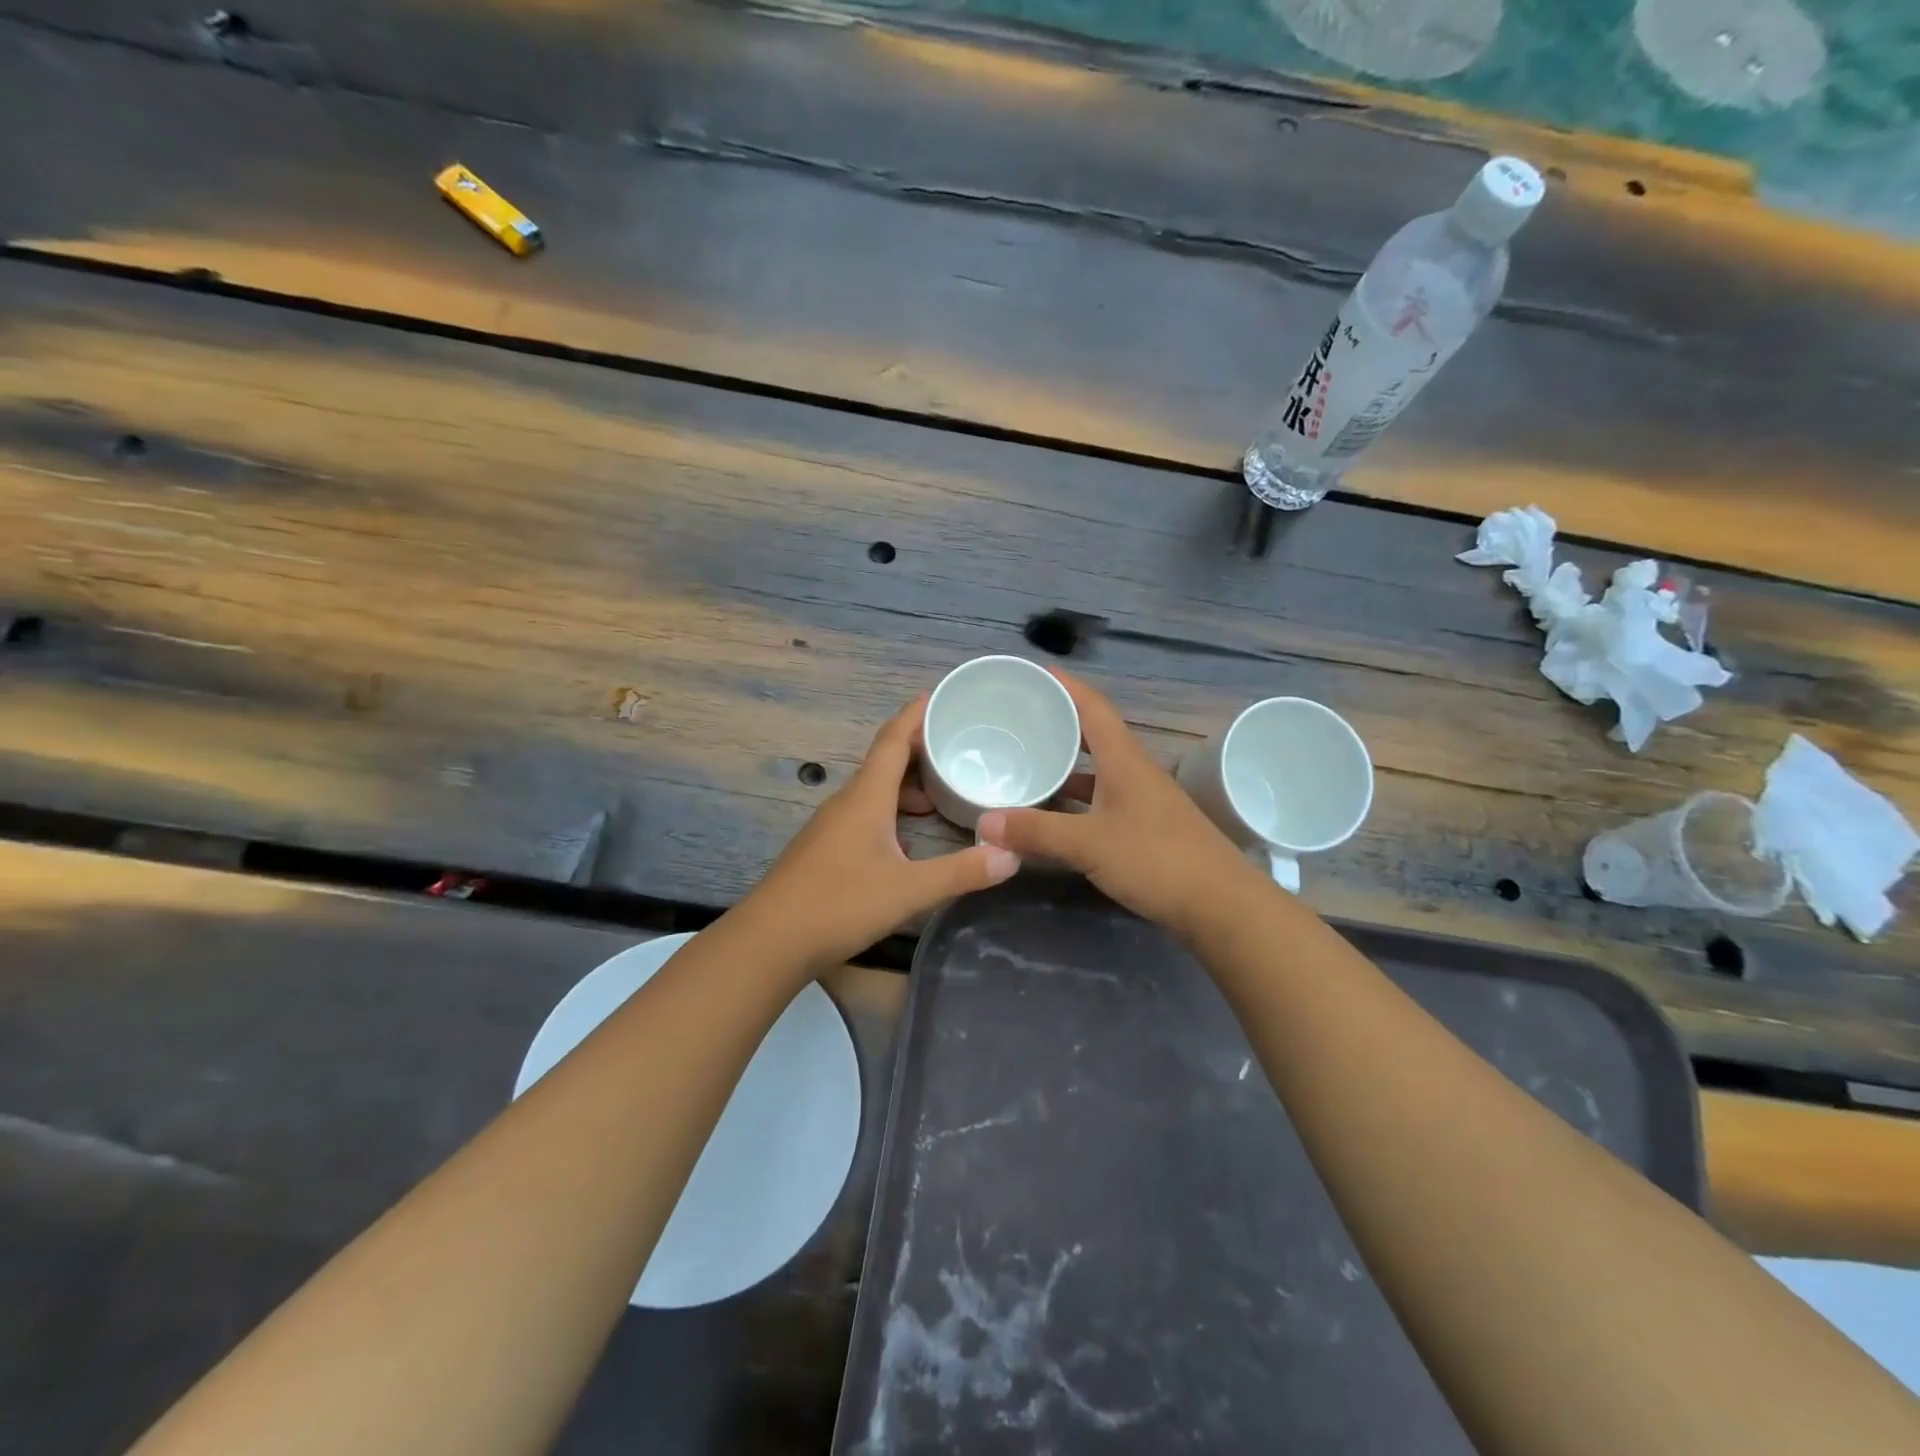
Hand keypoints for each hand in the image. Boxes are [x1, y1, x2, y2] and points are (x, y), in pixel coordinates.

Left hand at [736, 696, 1020, 971]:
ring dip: (910, 786)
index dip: (918, 713)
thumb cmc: (838, 905)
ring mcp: (833, 826)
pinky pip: (867, 814)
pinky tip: (913, 839)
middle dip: (923, 750)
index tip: (945, 695)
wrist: (769, 941)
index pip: (894, 739)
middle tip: (963, 748)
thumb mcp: (908, 890)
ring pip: (877, 791)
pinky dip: (895, 812)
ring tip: (946, 795)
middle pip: (887, 761)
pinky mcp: (827, 849)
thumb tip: (1012, 855)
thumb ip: (961, 872)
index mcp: (866, 796)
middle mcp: (848, 802)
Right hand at [976, 670, 1260, 938]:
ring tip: (1030, 761)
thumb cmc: (1156, 860)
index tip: (1038, 672)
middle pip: (1095, 734)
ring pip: (1099, 770)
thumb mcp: (1089, 843)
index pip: (1094, 708)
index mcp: (1124, 760)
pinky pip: (1103, 799)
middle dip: (1061, 722)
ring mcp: (1143, 801)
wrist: (1221, 904)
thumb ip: (1036, 832)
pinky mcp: (1146, 828)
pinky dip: (1077, 799)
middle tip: (1022, 718)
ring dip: (1068, 763)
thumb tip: (984, 823)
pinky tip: (1056, 812)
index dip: (1067, 687)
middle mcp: (1135, 772)